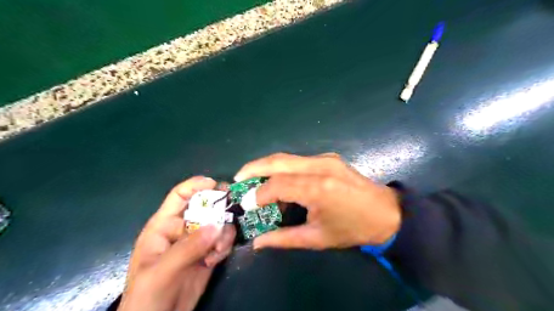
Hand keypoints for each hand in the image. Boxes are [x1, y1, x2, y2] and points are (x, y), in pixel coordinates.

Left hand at [119, 177, 235, 310]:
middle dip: (219, 209)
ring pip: (218, 223)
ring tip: (218, 250)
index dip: (196, 186)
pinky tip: (216, 259)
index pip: (179, 196)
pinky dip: (224, 246)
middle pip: (205, 207)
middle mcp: (183, 228)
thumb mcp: (162, 272)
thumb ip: (187, 248)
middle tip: (232, 213)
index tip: (216, 184)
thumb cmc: (146, 296)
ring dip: (223, 233)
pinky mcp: (209, 253)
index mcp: (164, 225)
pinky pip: (223, 240)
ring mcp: (197, 241)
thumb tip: (216, 226)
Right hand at [234, 153, 403, 250]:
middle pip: (278, 160)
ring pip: (287, 157)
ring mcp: (325, 159)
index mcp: (318, 188)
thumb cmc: (353, 229)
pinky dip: (282, 167)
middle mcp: (320, 166)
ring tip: (252, 178)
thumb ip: (284, 239)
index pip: (277, 185)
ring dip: (266, 166)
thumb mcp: (318, 239)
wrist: (387, 213)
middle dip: (254, 167)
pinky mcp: (329, 158)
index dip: (258, 194)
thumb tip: (257, 242)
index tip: (244, 204)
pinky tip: (277, 178)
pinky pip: (298, 159)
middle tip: (238, 179)